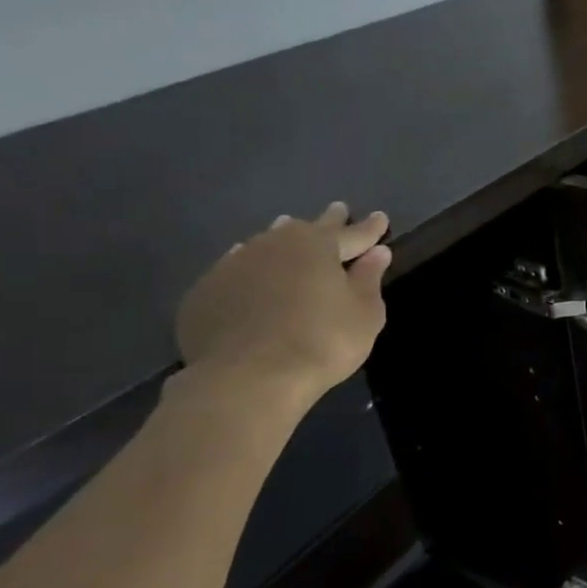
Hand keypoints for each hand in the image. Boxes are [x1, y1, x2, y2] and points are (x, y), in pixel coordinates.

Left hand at [175, 202, 391, 412]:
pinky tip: (249, 270)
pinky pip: (236, 271)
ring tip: (288, 231)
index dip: (370, 229)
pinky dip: (251, 268)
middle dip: (327, 221)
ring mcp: (232, 266)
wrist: (248, 378)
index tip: (380, 217)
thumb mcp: (364, 314)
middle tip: (338, 210)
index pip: (352, 233)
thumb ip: (369, 279)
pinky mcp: (205, 293)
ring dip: (282, 239)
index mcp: (315, 246)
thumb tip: (376, 253)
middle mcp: (272, 245)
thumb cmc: (322, 342)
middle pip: (305, 230)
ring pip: (265, 244)